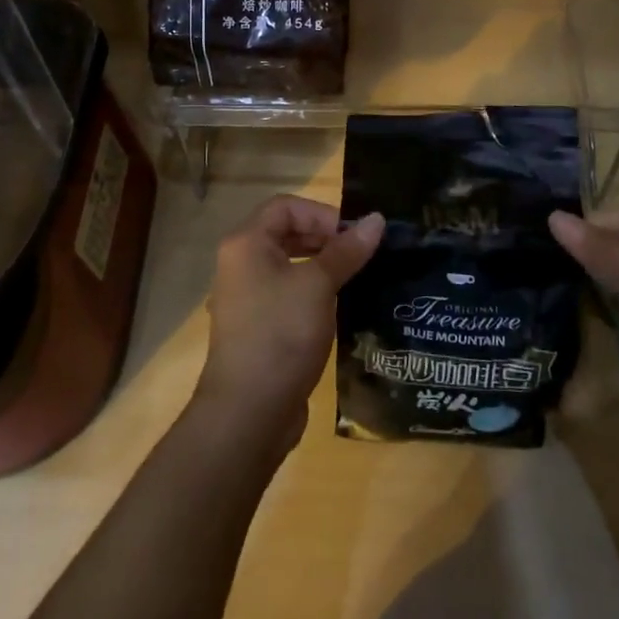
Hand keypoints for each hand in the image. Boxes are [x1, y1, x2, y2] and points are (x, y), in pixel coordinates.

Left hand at [192, 195, 383, 455]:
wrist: (249, 411)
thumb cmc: (281, 334)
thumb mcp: (318, 286)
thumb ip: (347, 251)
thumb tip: (376, 219)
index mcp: (246, 244)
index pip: (286, 206)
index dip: (322, 214)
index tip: (354, 237)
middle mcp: (242, 264)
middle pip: (287, 233)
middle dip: (326, 239)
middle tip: (362, 256)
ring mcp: (248, 297)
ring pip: (290, 265)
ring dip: (324, 266)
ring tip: (358, 279)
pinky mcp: (259, 326)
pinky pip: (289, 294)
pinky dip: (314, 292)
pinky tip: (342, 307)